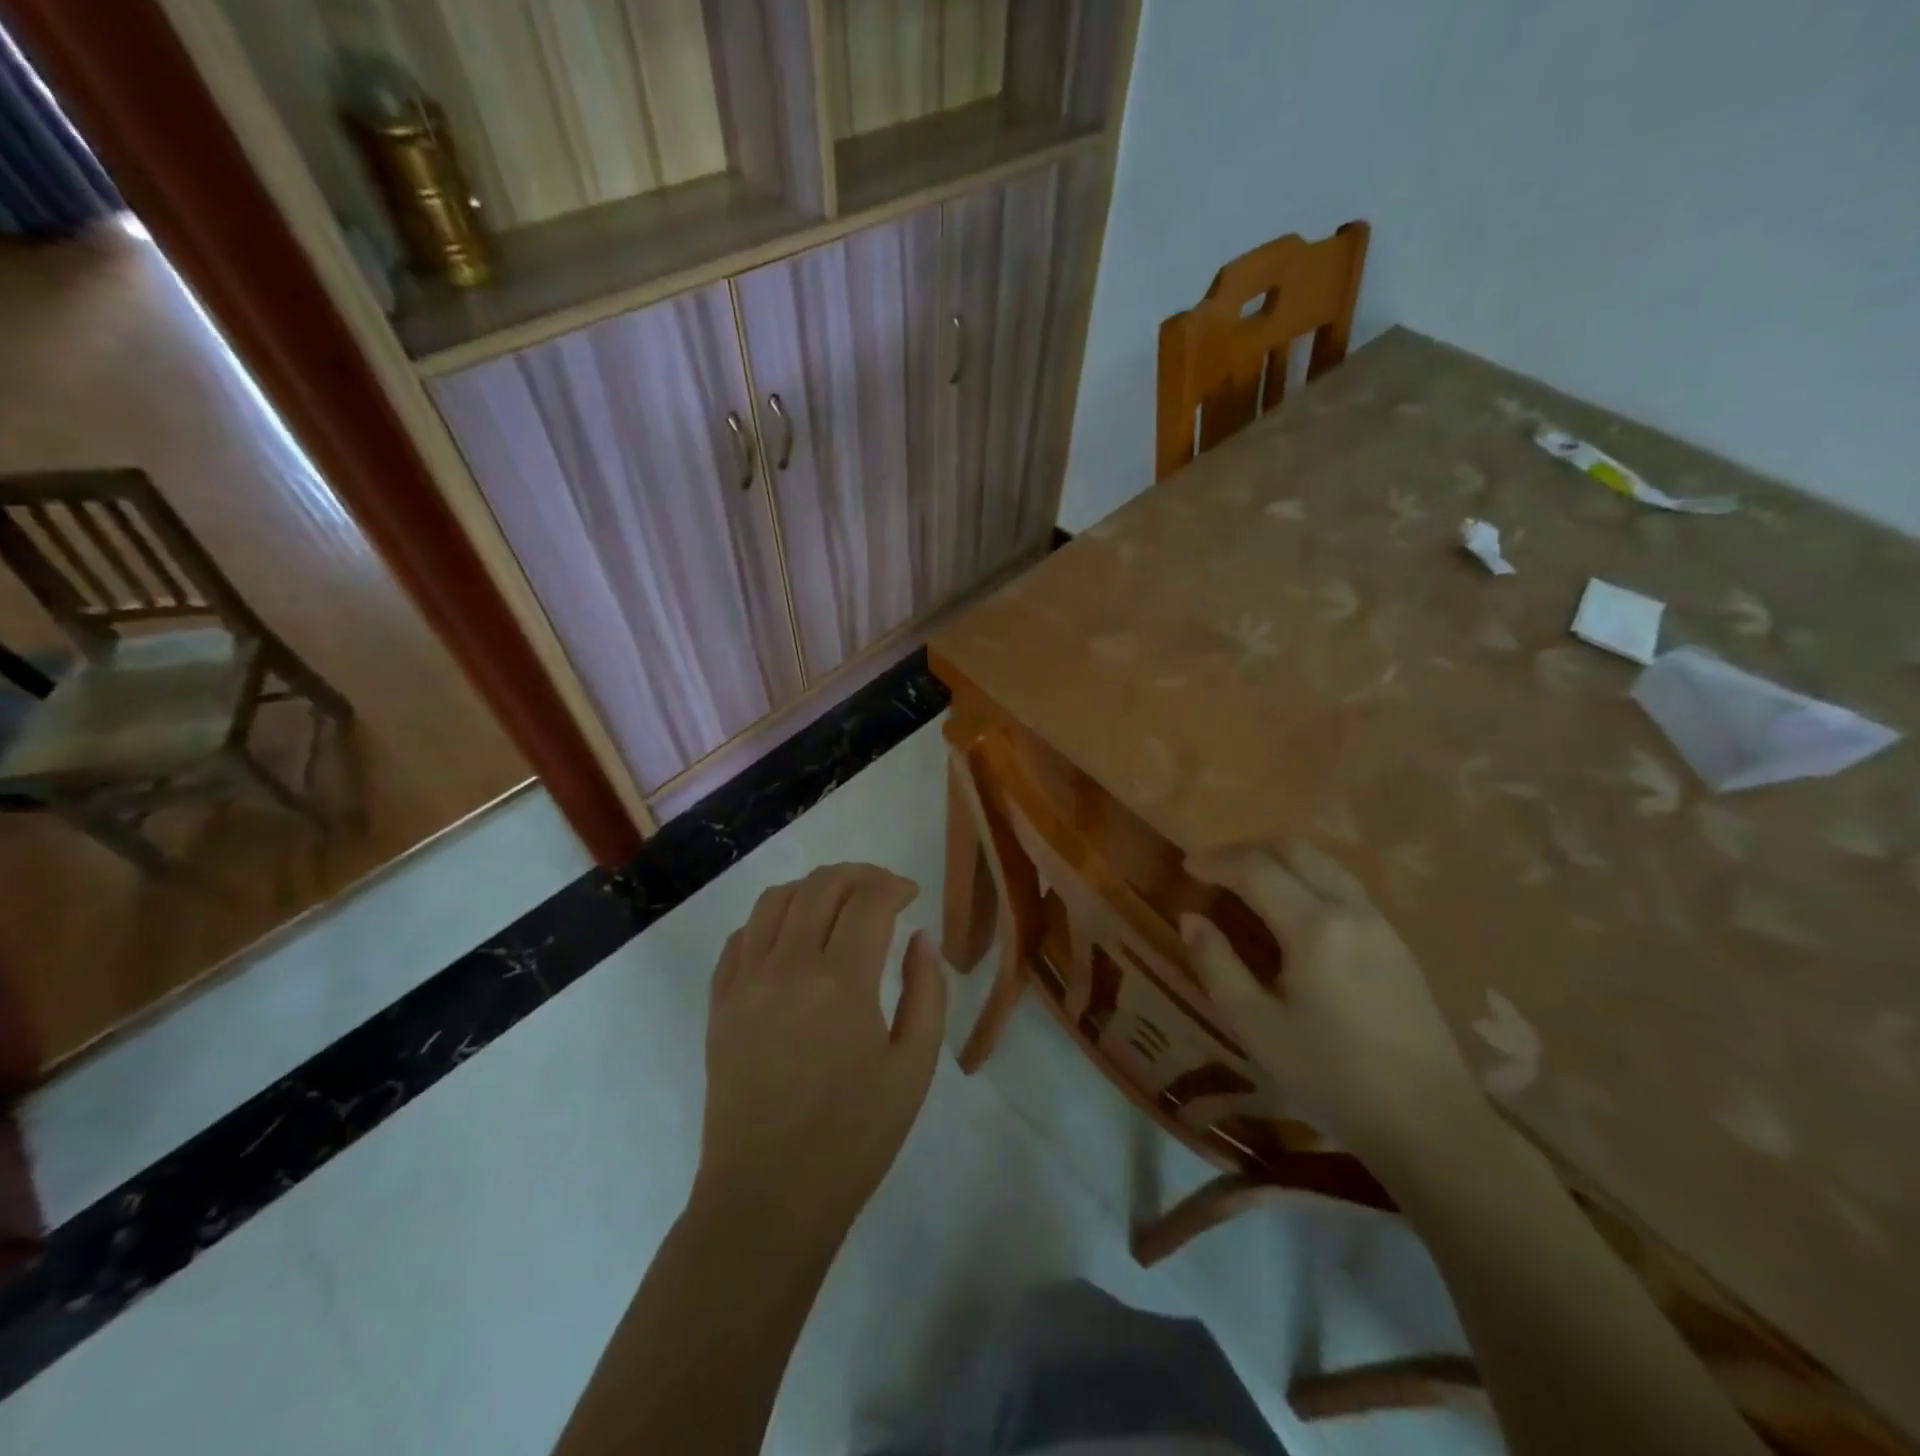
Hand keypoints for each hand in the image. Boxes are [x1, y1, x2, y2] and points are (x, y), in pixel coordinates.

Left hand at [695, 863, 946, 1241]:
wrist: (767, 1199)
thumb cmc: (853, 1139)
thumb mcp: (913, 1068)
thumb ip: (926, 991)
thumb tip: (921, 937)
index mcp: (840, 983)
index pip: (868, 901)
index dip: (894, 886)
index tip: (912, 895)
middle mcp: (786, 967)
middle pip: (821, 886)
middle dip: (859, 875)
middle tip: (883, 891)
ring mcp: (745, 982)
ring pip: (775, 900)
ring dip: (814, 888)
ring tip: (839, 905)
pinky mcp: (719, 1003)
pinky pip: (742, 936)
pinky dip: (772, 919)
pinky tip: (792, 937)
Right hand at [1179, 840, 1482, 1160]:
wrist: (1431, 1124)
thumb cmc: (1332, 1077)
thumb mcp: (1257, 1027)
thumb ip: (1218, 965)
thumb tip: (1191, 918)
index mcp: (1315, 927)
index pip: (1256, 869)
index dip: (1215, 862)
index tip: (1186, 868)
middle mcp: (1351, 909)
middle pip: (1295, 850)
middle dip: (1248, 850)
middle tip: (1214, 871)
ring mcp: (1380, 923)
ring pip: (1324, 863)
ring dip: (1280, 861)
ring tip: (1248, 885)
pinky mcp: (1397, 942)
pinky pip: (1344, 886)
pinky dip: (1307, 879)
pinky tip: (1292, 912)